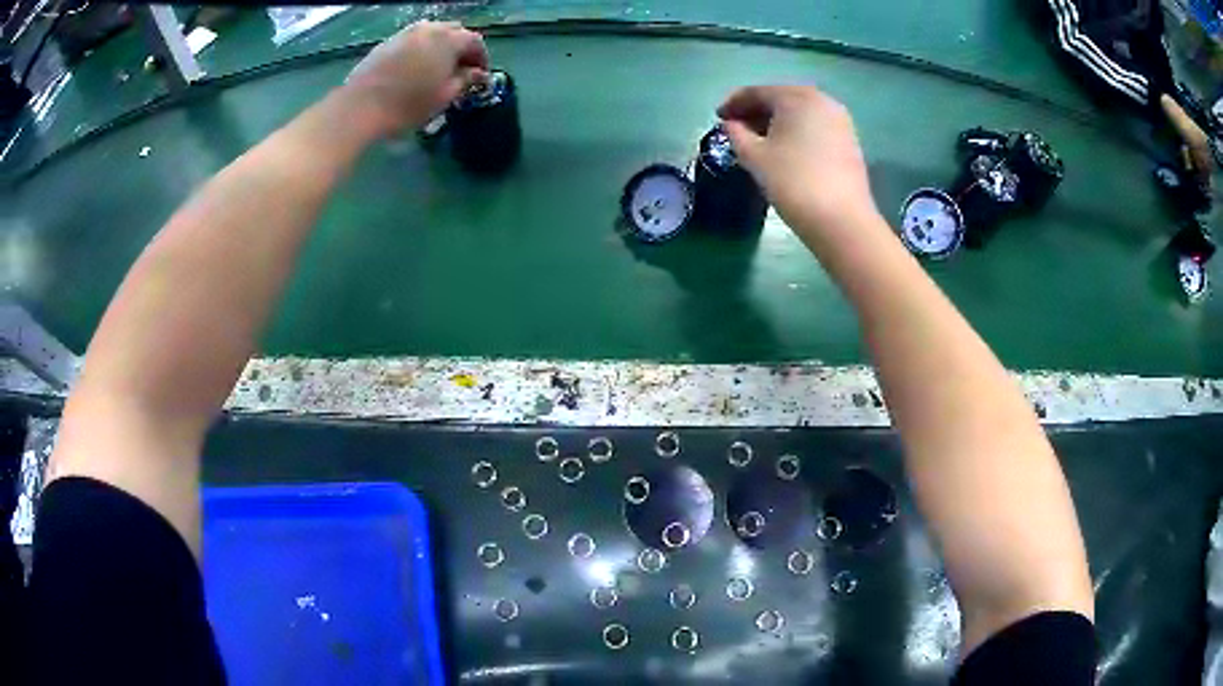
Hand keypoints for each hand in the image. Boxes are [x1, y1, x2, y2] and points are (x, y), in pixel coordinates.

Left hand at [344, 21, 488, 135]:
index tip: (480, 75)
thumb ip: (465, 80)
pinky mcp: (387, 42)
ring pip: (432, 33)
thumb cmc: (408, 104)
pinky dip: (420, 49)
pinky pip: (412, 39)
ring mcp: (405, 33)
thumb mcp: (444, 96)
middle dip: (461, 48)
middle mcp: (429, 29)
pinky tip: (415, 68)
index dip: (481, 57)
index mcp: (448, 39)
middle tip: (460, 69)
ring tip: (437, 68)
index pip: (475, 41)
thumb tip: (478, 74)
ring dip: (440, 46)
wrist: (360, 106)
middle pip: (454, 31)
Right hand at [718, 85, 875, 232]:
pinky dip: (796, 131)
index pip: (757, 92)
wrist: (841, 220)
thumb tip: (732, 124)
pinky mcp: (849, 140)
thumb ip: (737, 134)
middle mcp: (821, 100)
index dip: (734, 103)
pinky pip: (815, 126)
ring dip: (777, 121)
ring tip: (758, 139)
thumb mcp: (754, 157)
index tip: (718, 117)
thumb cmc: (793, 182)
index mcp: (796, 97)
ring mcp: (840, 120)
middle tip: (736, 127)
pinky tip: (785, 149)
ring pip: (800, 112)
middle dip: (756, 110)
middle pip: (781, 98)